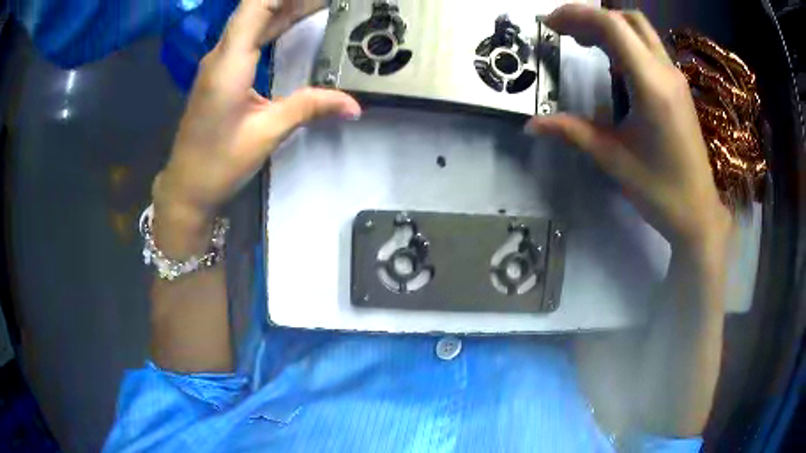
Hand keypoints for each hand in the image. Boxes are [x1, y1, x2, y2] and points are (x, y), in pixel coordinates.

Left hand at [153, 0, 360, 226]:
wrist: (186, 187)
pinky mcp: (221, 73)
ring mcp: (219, 63)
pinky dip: (274, 25)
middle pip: (257, 8)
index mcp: (229, 61)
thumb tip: (354, 105)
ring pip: (253, 21)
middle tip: (329, 1)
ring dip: (285, 8)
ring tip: (319, 4)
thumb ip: (309, 108)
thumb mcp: (266, 132)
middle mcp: (222, 54)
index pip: (257, 5)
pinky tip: (292, 23)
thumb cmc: (218, 162)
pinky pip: (249, 37)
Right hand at [527, 5, 730, 253]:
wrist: (698, 213)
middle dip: (591, 17)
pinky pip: (649, 50)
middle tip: (563, 32)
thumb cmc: (659, 191)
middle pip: (627, 19)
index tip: (549, 25)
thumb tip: (530, 124)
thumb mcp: (613, 159)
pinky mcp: (678, 89)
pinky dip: (625, 44)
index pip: (612, 25)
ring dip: (609, 28)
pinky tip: (609, 63)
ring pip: (640, 31)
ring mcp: (676, 79)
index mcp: (651, 86)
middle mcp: (666, 72)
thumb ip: (572, 132)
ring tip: (581, 43)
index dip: (576, 15)